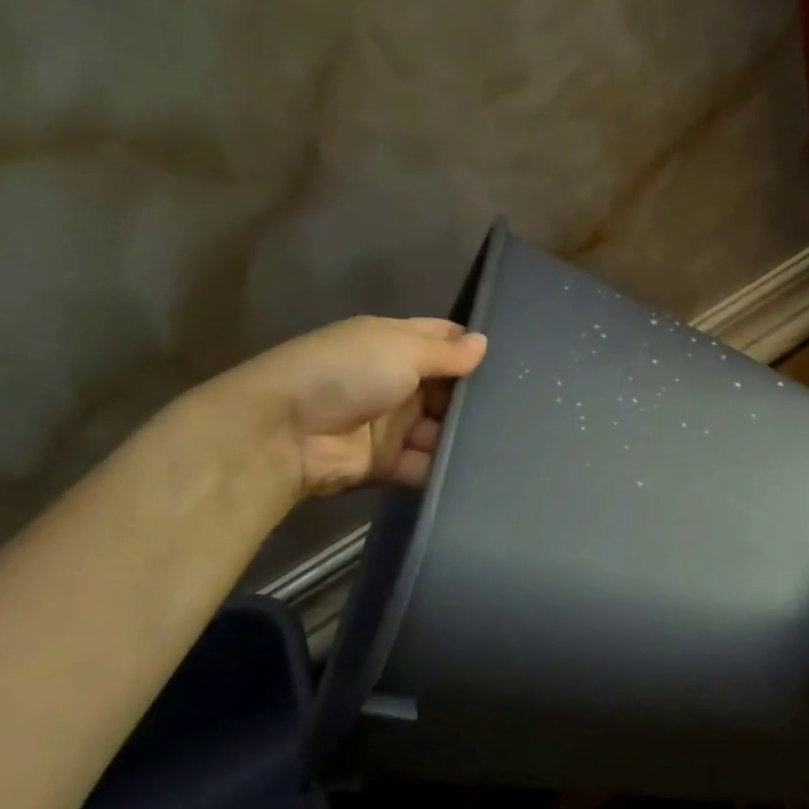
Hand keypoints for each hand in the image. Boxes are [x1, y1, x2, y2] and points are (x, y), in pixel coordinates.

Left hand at [214, 316, 488, 498]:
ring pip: (441, 429)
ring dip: (465, 435)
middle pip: (448, 388)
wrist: (283, 433)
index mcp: (394, 343)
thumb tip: (485, 343)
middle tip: (525, 407)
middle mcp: (396, 381)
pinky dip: (447, 468)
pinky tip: (484, 469)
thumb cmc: (346, 373)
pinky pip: (426, 464)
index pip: (442, 340)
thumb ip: (447, 352)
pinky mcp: (388, 463)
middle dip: (477, 396)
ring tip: (513, 441)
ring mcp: (392, 424)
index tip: (515, 358)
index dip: (472, 346)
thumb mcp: (400, 349)